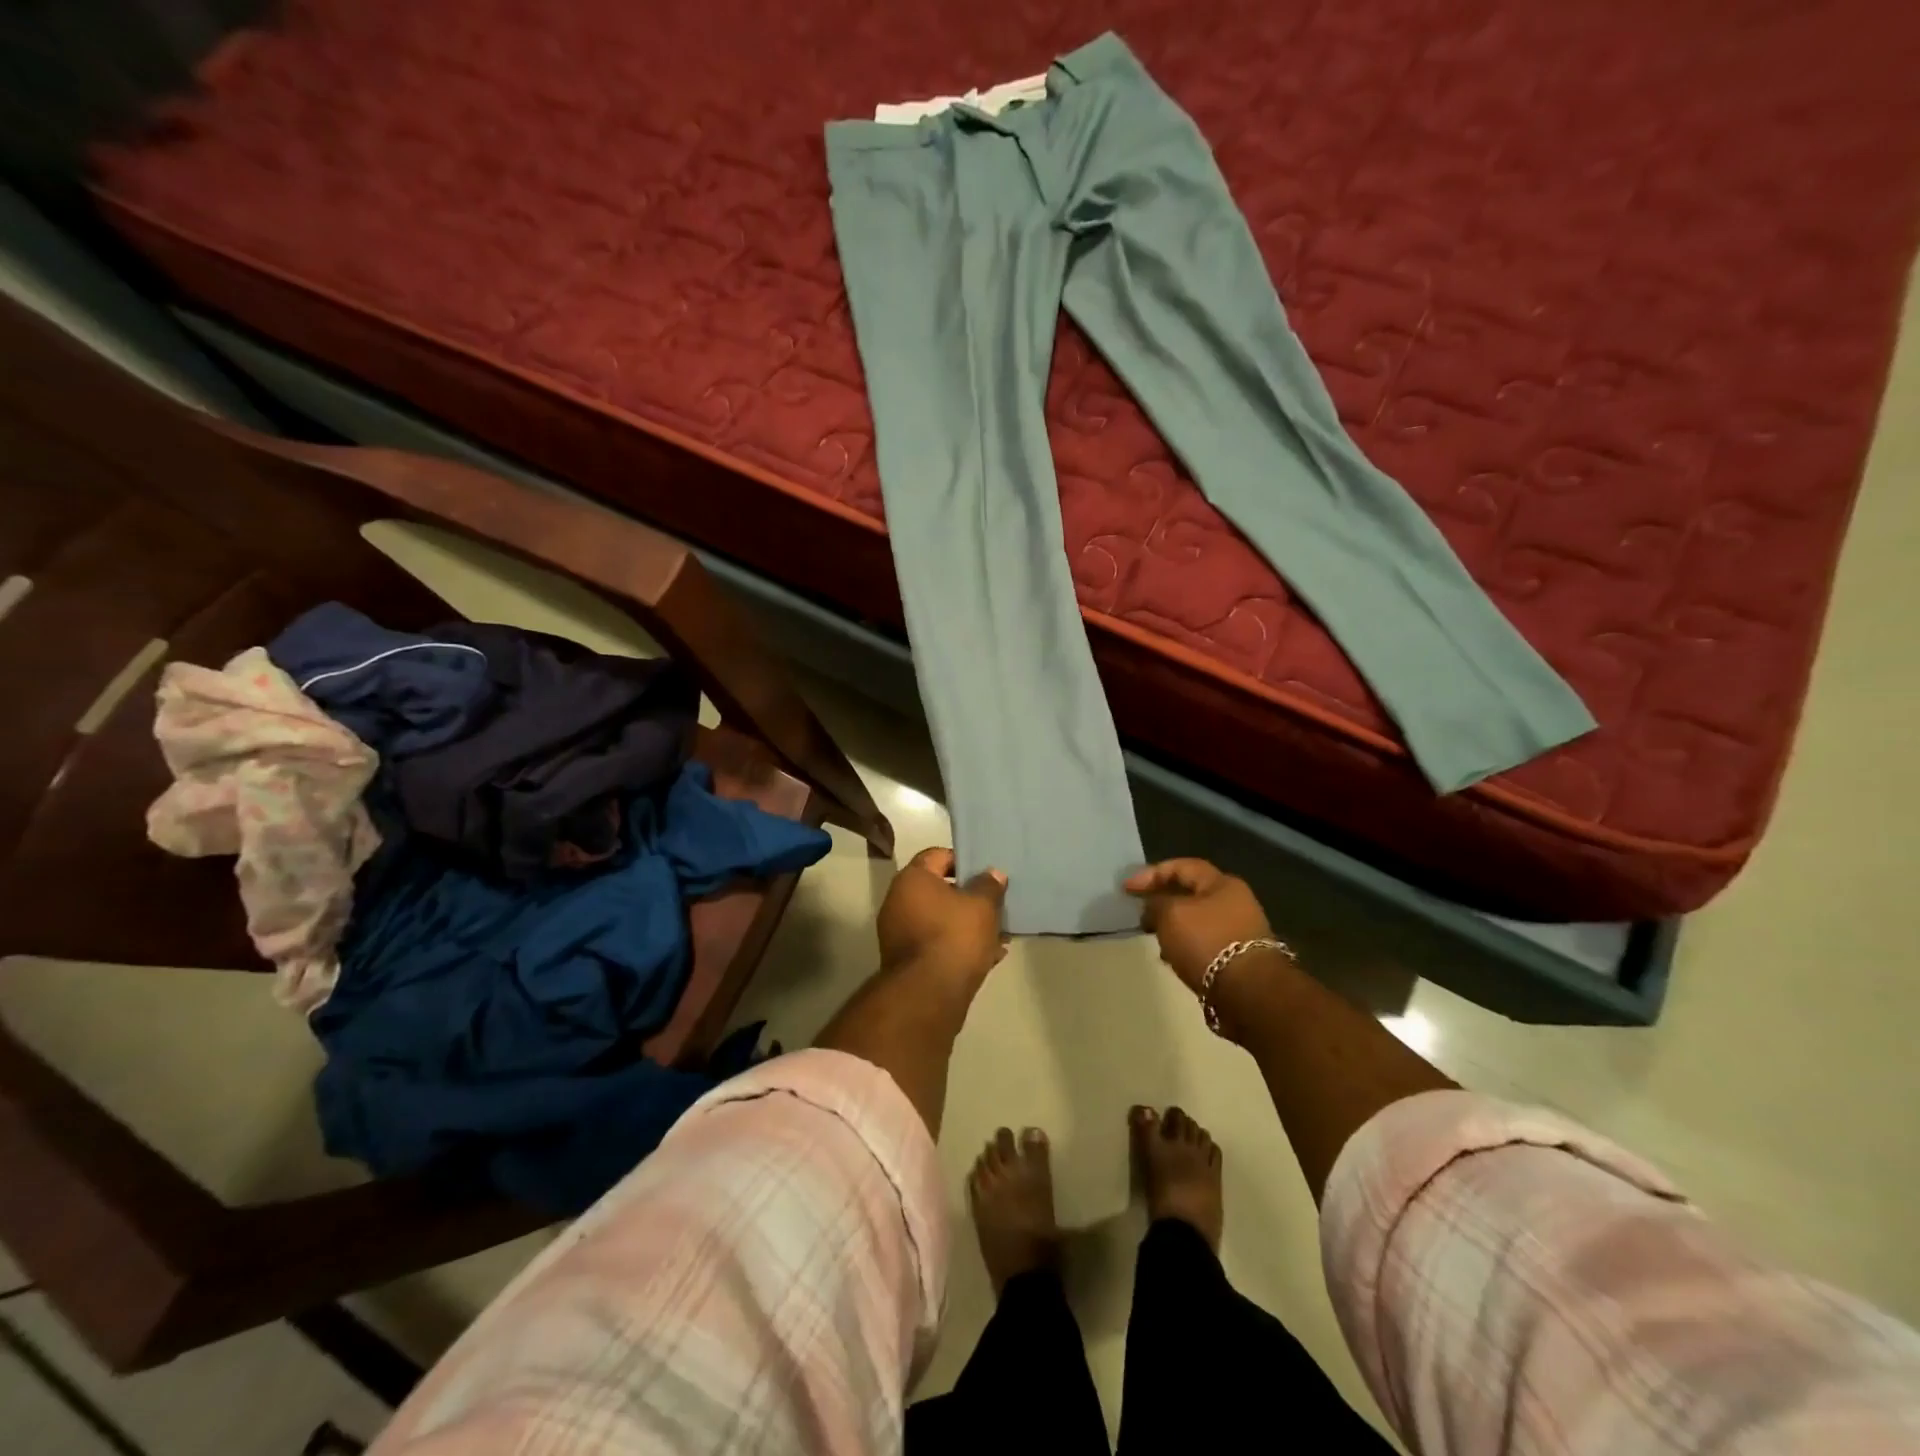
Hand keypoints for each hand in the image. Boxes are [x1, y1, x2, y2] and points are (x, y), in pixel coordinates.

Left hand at [877, 847, 1008, 989]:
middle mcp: (898, 902)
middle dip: (968, 897)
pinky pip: (936, 944)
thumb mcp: (982, 906)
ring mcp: (899, 933)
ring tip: (998, 934)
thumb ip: (989, 886)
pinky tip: (988, 957)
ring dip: (966, 925)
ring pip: (940, 919)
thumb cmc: (955, 936)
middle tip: (994, 904)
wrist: (929, 994)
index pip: (937, 855)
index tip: (986, 874)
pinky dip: (957, 946)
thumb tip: (992, 874)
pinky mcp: (906, 961)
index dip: (963, 861)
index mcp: (912, 879)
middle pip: (938, 889)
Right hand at [1125, 858, 1273, 993]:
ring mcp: (1239, 932)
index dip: (1151, 873)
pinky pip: (1203, 944)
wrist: (1248, 993)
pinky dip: (1185, 947)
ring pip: (1196, 921)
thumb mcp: (1171, 914)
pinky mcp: (1237, 960)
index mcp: (1222, 884)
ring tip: (1153, 937)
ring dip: (1173, 927)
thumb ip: (1156, 903)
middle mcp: (1235, 903)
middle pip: (1191, 894)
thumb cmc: (1207, 942)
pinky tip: (1172, 958)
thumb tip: (1154, 906)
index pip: (1182, 866)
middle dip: (1162, 902)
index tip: (1126, 889)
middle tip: (1140, 913)